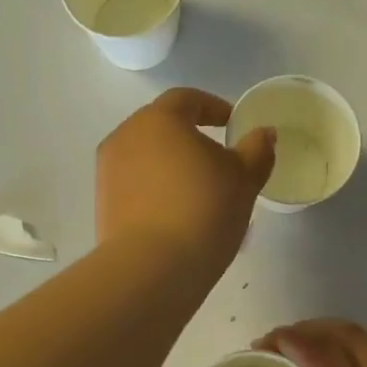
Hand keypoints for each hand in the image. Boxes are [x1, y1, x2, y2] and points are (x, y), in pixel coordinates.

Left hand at [96, 89, 275, 278]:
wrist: (151, 267)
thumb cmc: (204, 210)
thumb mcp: (244, 179)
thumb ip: (257, 150)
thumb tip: (263, 134)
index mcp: (159, 119)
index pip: (187, 99)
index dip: (213, 107)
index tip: (233, 124)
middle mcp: (125, 136)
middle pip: (162, 127)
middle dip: (190, 138)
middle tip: (218, 160)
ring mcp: (108, 171)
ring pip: (147, 157)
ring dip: (172, 166)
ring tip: (200, 192)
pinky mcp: (103, 204)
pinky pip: (135, 186)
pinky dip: (156, 190)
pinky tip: (177, 214)